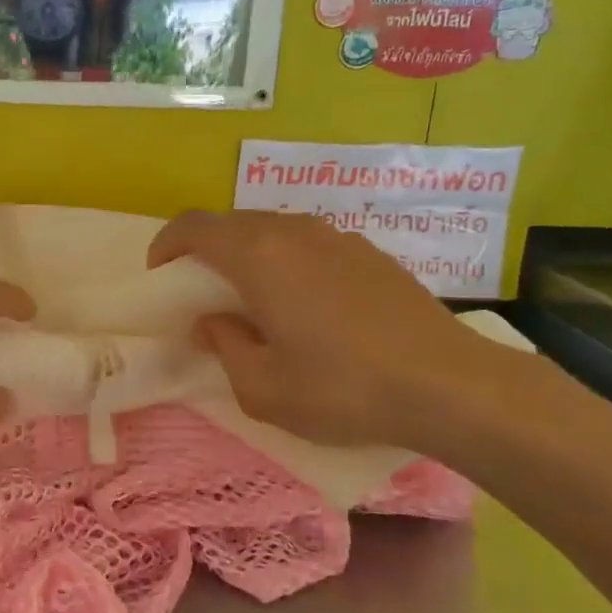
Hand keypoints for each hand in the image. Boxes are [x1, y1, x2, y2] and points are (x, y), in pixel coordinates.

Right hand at [149, 210, 508, 451]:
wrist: (450, 385)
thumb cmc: (343, 388)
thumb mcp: (262, 388)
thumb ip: (224, 347)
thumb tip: (213, 322)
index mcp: (258, 255)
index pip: (193, 226)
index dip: (166, 245)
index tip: (161, 279)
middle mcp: (294, 231)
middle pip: (231, 224)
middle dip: (205, 253)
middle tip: (202, 298)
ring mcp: (337, 237)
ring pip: (272, 232)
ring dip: (247, 258)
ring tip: (254, 304)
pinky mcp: (369, 252)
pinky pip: (308, 245)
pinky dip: (286, 263)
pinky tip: (306, 308)